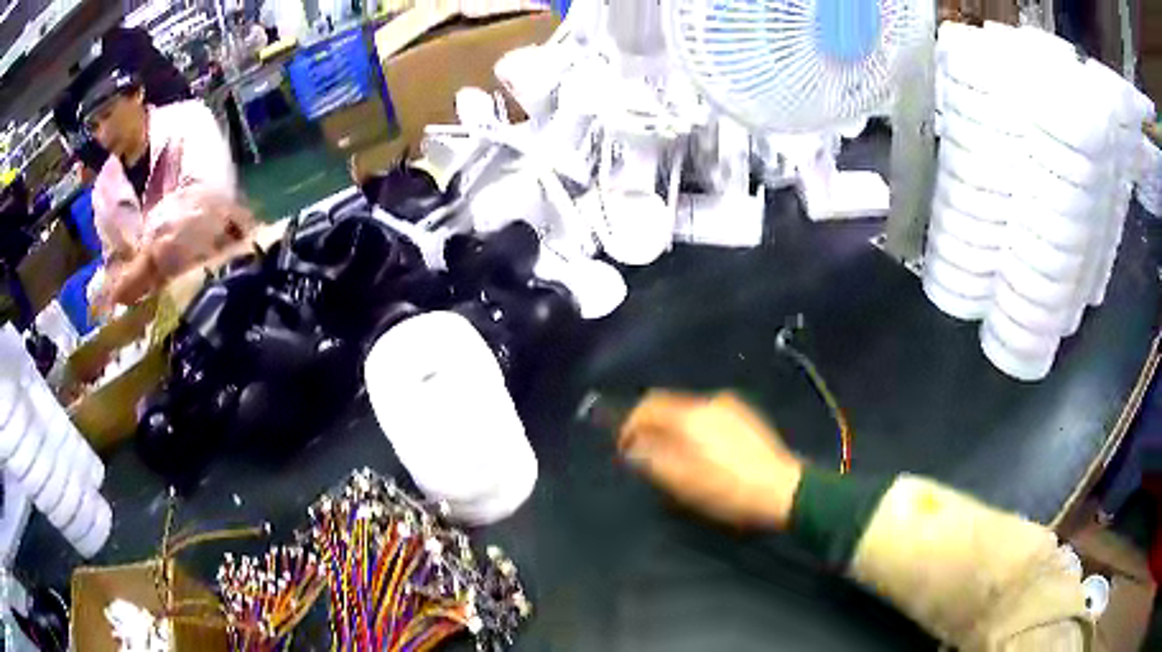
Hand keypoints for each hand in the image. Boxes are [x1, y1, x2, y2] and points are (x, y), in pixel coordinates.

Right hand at [618, 391, 804, 529]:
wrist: (782, 488)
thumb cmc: (728, 489)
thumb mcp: (683, 482)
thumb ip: (653, 459)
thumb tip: (634, 446)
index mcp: (690, 416)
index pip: (648, 405)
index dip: (629, 424)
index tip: (624, 448)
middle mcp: (709, 402)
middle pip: (668, 404)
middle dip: (651, 426)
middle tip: (645, 453)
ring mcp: (730, 406)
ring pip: (688, 410)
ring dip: (673, 427)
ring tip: (673, 455)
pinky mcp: (745, 415)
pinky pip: (707, 415)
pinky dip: (693, 428)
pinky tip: (701, 451)